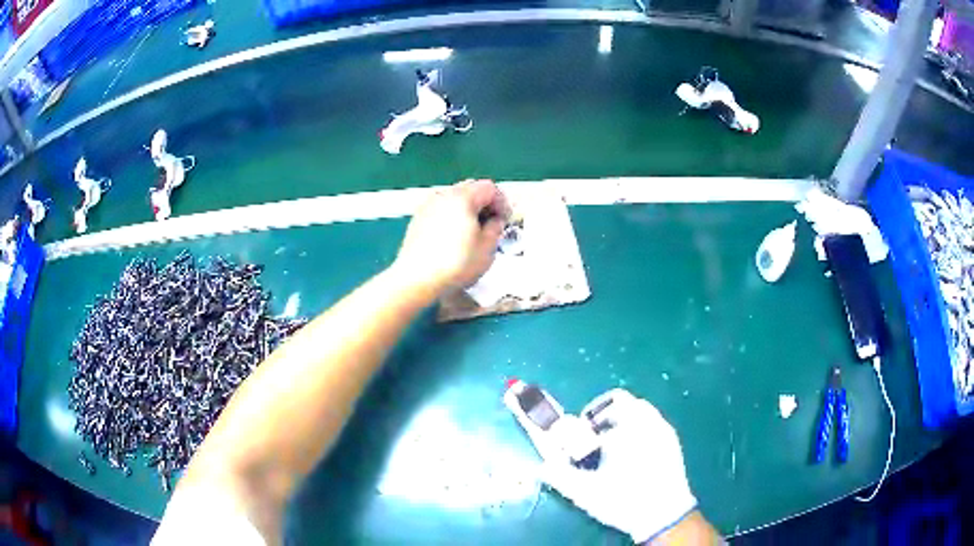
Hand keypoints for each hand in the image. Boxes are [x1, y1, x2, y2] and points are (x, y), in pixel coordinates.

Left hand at [392, 179, 508, 293]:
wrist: (417, 278)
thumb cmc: (454, 264)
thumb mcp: (487, 249)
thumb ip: (496, 229)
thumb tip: (495, 221)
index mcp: (463, 198)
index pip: (489, 188)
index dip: (502, 203)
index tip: (505, 219)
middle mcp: (444, 195)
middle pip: (471, 188)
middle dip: (485, 203)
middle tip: (492, 223)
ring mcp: (428, 205)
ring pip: (454, 197)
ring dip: (468, 209)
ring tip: (473, 231)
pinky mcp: (418, 218)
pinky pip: (441, 208)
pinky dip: (452, 215)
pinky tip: (454, 237)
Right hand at [534, 389, 697, 543]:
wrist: (664, 516)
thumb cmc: (624, 500)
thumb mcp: (586, 492)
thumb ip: (560, 476)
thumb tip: (541, 466)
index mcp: (628, 428)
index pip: (606, 405)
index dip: (589, 417)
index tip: (582, 433)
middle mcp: (648, 422)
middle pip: (625, 401)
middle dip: (606, 415)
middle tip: (594, 437)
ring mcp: (664, 430)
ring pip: (640, 410)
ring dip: (623, 420)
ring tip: (612, 447)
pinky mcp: (673, 441)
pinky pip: (652, 423)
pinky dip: (638, 429)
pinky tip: (632, 455)